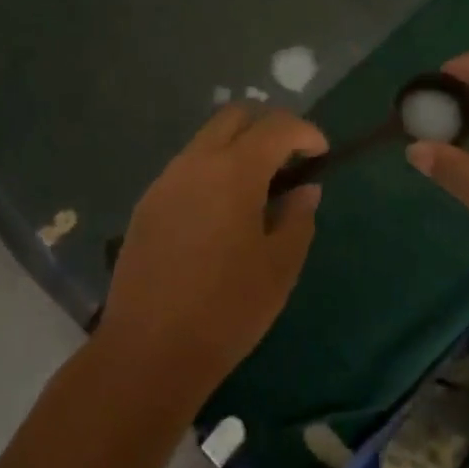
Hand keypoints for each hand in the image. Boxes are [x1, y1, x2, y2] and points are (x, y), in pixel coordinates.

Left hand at [99, 105, 326, 400]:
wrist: (148, 351)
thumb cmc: (227, 309)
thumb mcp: (280, 266)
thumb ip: (298, 218)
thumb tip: (304, 190)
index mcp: (234, 172)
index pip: (276, 127)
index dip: (305, 132)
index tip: (321, 153)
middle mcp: (195, 163)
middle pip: (234, 116)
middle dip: (268, 125)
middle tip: (290, 157)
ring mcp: (165, 181)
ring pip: (206, 140)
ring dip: (237, 147)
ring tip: (259, 187)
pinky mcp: (146, 205)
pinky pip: (186, 168)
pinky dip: (212, 170)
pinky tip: (222, 210)